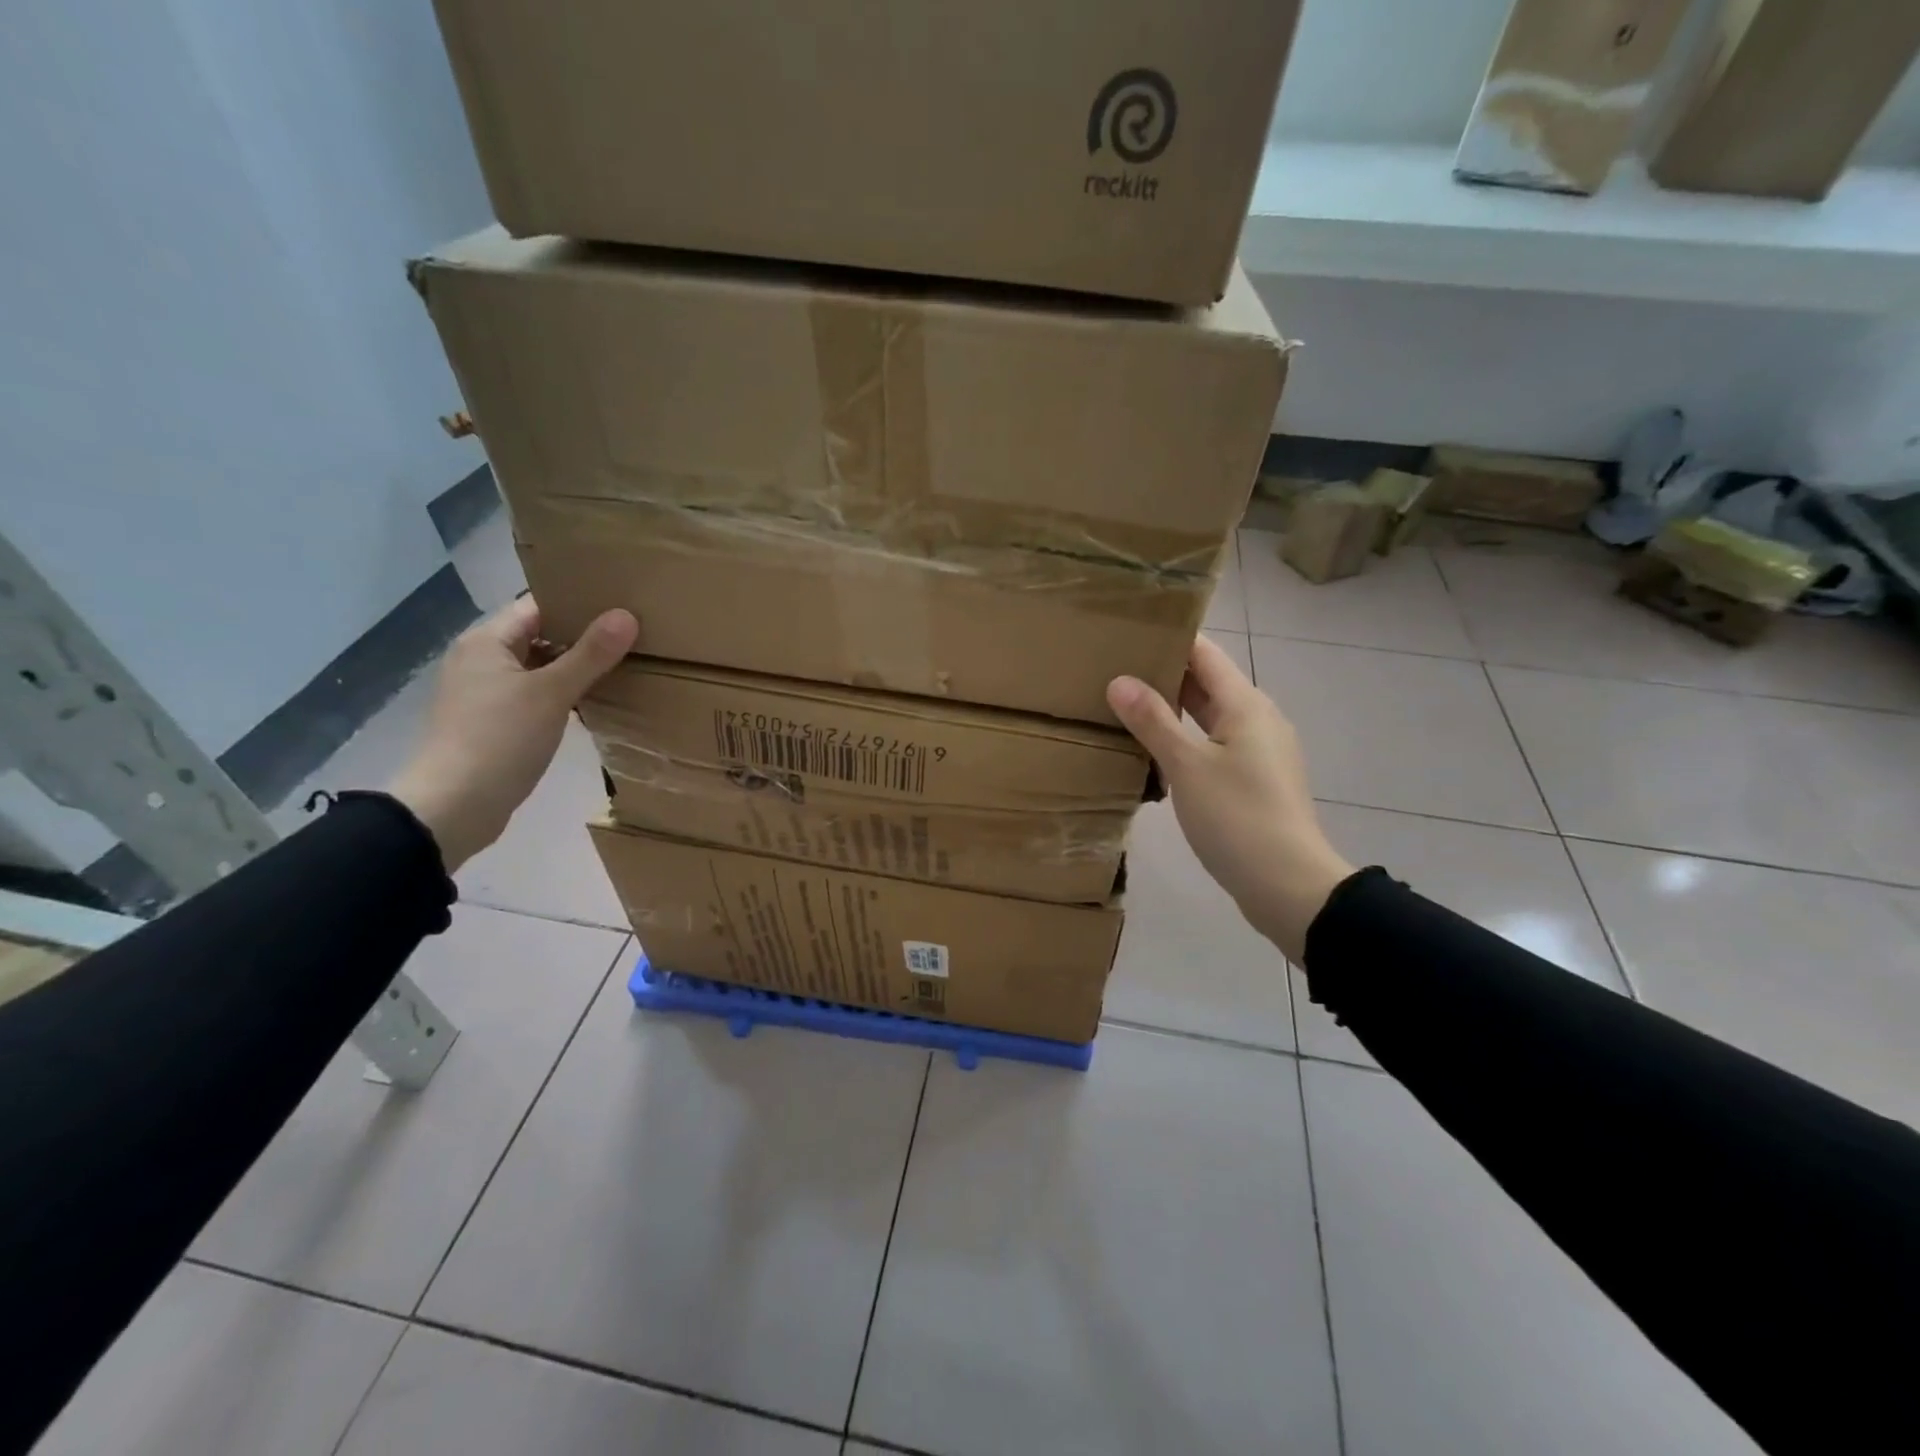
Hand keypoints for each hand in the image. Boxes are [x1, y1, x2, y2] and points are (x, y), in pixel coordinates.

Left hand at [388, 598, 637, 871]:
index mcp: (486, 641)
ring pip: (538, 668)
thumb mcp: (551, 693)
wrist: (455, 806)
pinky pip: (534, 696)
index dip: (577, 604)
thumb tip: (626, 615)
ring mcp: (484, 693)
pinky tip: (591, 704)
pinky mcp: (493, 723)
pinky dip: (561, 695)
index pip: (537, 606)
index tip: (620, 607)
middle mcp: (480, 660)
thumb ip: (590, 654)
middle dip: (581, 638)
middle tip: (630, 637)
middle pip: (538, 636)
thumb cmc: (500, 739)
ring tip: (621, 667)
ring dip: (573, 669)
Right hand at [1107, 636, 1352, 961]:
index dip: (1169, 637)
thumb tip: (1118, 680)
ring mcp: (1259, 751)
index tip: (1128, 629)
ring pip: (1209, 716)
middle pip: (1207, 683)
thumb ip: (1153, 721)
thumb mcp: (1187, 766)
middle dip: (1164, 673)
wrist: (1288, 885)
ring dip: (1172, 709)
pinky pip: (1214, 745)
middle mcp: (1257, 719)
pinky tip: (1154, 752)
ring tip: (1124, 705)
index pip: (1204, 653)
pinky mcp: (1254, 780)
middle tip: (1112, 667)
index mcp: (1245, 704)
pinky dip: (1185, 739)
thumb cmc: (1237, 817)